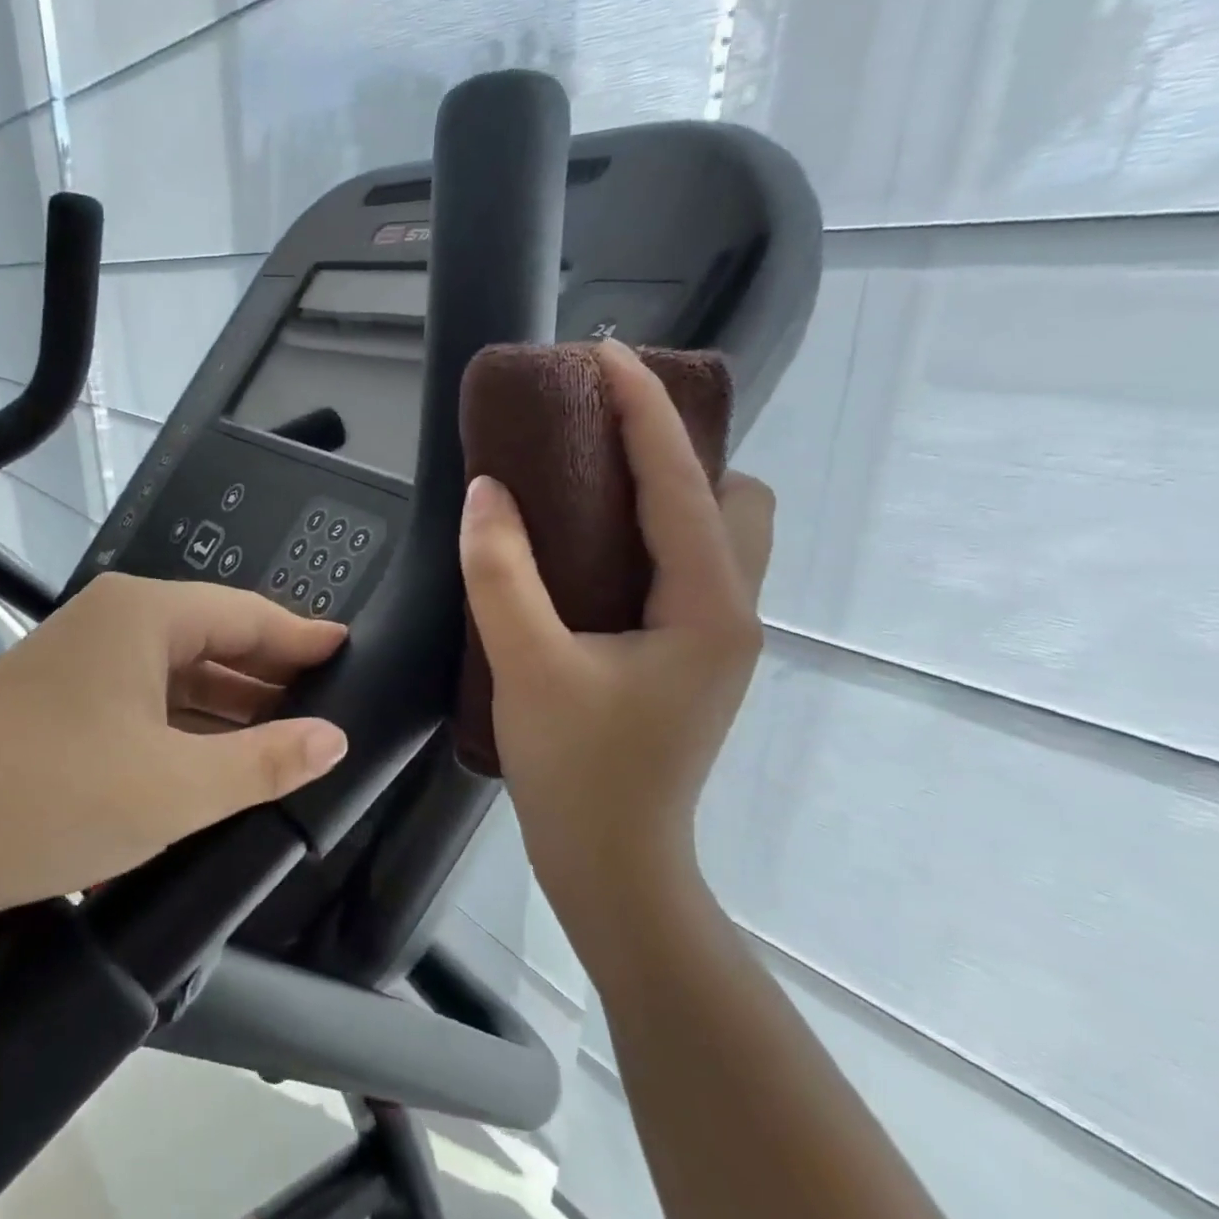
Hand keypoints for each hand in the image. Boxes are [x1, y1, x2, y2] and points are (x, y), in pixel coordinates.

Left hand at [0, 573, 348, 918]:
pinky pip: (146, 703)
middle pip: (215, 640)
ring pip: (179, 676)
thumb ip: (263, 762)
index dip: (305, 640)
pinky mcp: (63, 701)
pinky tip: (217, 763)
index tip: (354, 656)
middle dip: (271, 679)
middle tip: (331, 714)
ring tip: (287, 745)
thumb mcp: (173, 787)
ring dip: (229, 710)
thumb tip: (334, 738)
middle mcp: (115, 622)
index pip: (249, 615)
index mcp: (144, 615)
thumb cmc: (46, 798)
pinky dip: (186, 729)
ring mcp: (84, 661)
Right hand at [459, 338, 772, 966]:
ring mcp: (716, 636)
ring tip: (589, 481)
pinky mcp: (690, 655)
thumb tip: (486, 491)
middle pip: (729, 497)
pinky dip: (650, 533)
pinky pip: (686, 565)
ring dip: (665, 490)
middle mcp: (731, 610)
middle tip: (594, 435)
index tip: (605, 353)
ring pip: (714, 533)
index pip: (680, 481)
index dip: (644, 409)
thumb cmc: (578, 772)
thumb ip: (501, 574)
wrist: (613, 865)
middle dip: (674, 448)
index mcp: (708, 605)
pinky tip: (589, 548)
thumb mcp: (526, 666)